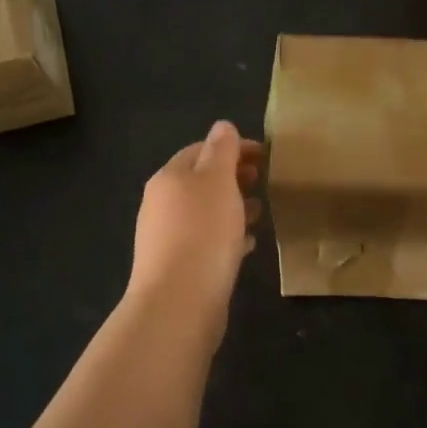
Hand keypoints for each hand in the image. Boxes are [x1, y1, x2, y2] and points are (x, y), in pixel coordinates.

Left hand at [126, 121, 261, 335]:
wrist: (179, 302)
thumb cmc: (203, 232)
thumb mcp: (218, 181)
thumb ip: (222, 151)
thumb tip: (223, 126)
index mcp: (169, 177)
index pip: (201, 150)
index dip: (233, 148)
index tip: (264, 155)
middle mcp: (161, 204)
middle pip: (201, 181)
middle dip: (233, 177)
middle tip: (263, 181)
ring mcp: (166, 237)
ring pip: (205, 212)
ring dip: (232, 207)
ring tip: (260, 213)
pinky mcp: (178, 267)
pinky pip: (206, 241)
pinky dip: (227, 236)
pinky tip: (247, 245)